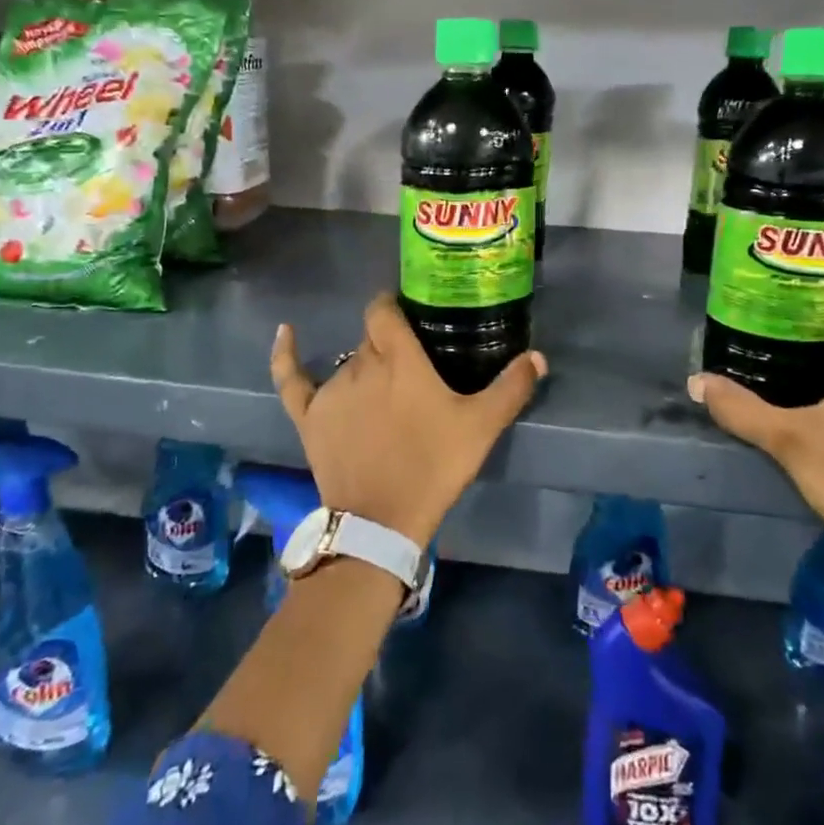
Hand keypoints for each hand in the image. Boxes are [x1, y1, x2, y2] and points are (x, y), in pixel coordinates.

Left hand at [270, 293, 547, 547]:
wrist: (382, 520)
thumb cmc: (433, 466)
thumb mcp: (481, 426)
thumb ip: (511, 387)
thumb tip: (538, 355)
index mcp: (398, 357)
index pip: (384, 310)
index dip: (393, 304)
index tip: (409, 312)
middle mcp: (361, 363)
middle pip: (371, 338)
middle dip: (389, 343)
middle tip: (412, 363)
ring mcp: (330, 390)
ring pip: (347, 361)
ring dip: (365, 367)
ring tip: (385, 389)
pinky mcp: (308, 415)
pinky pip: (291, 378)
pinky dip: (286, 354)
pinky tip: (285, 332)